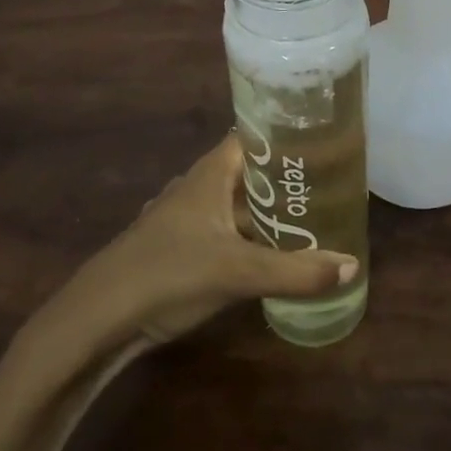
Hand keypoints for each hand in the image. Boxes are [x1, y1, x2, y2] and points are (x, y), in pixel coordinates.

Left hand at [68, 135, 359, 345]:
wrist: (99, 317)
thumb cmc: (169, 273)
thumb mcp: (238, 272)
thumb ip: (295, 271)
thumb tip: (351, 265)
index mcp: (211, 174)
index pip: (253, 135)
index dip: (286, 134)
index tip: (324, 139)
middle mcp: (199, 187)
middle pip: (249, 171)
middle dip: (285, 177)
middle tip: (330, 183)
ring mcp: (186, 218)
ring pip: (236, 204)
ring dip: (267, 210)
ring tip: (310, 217)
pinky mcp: (180, 248)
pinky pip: (225, 231)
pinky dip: (250, 236)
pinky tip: (271, 253)